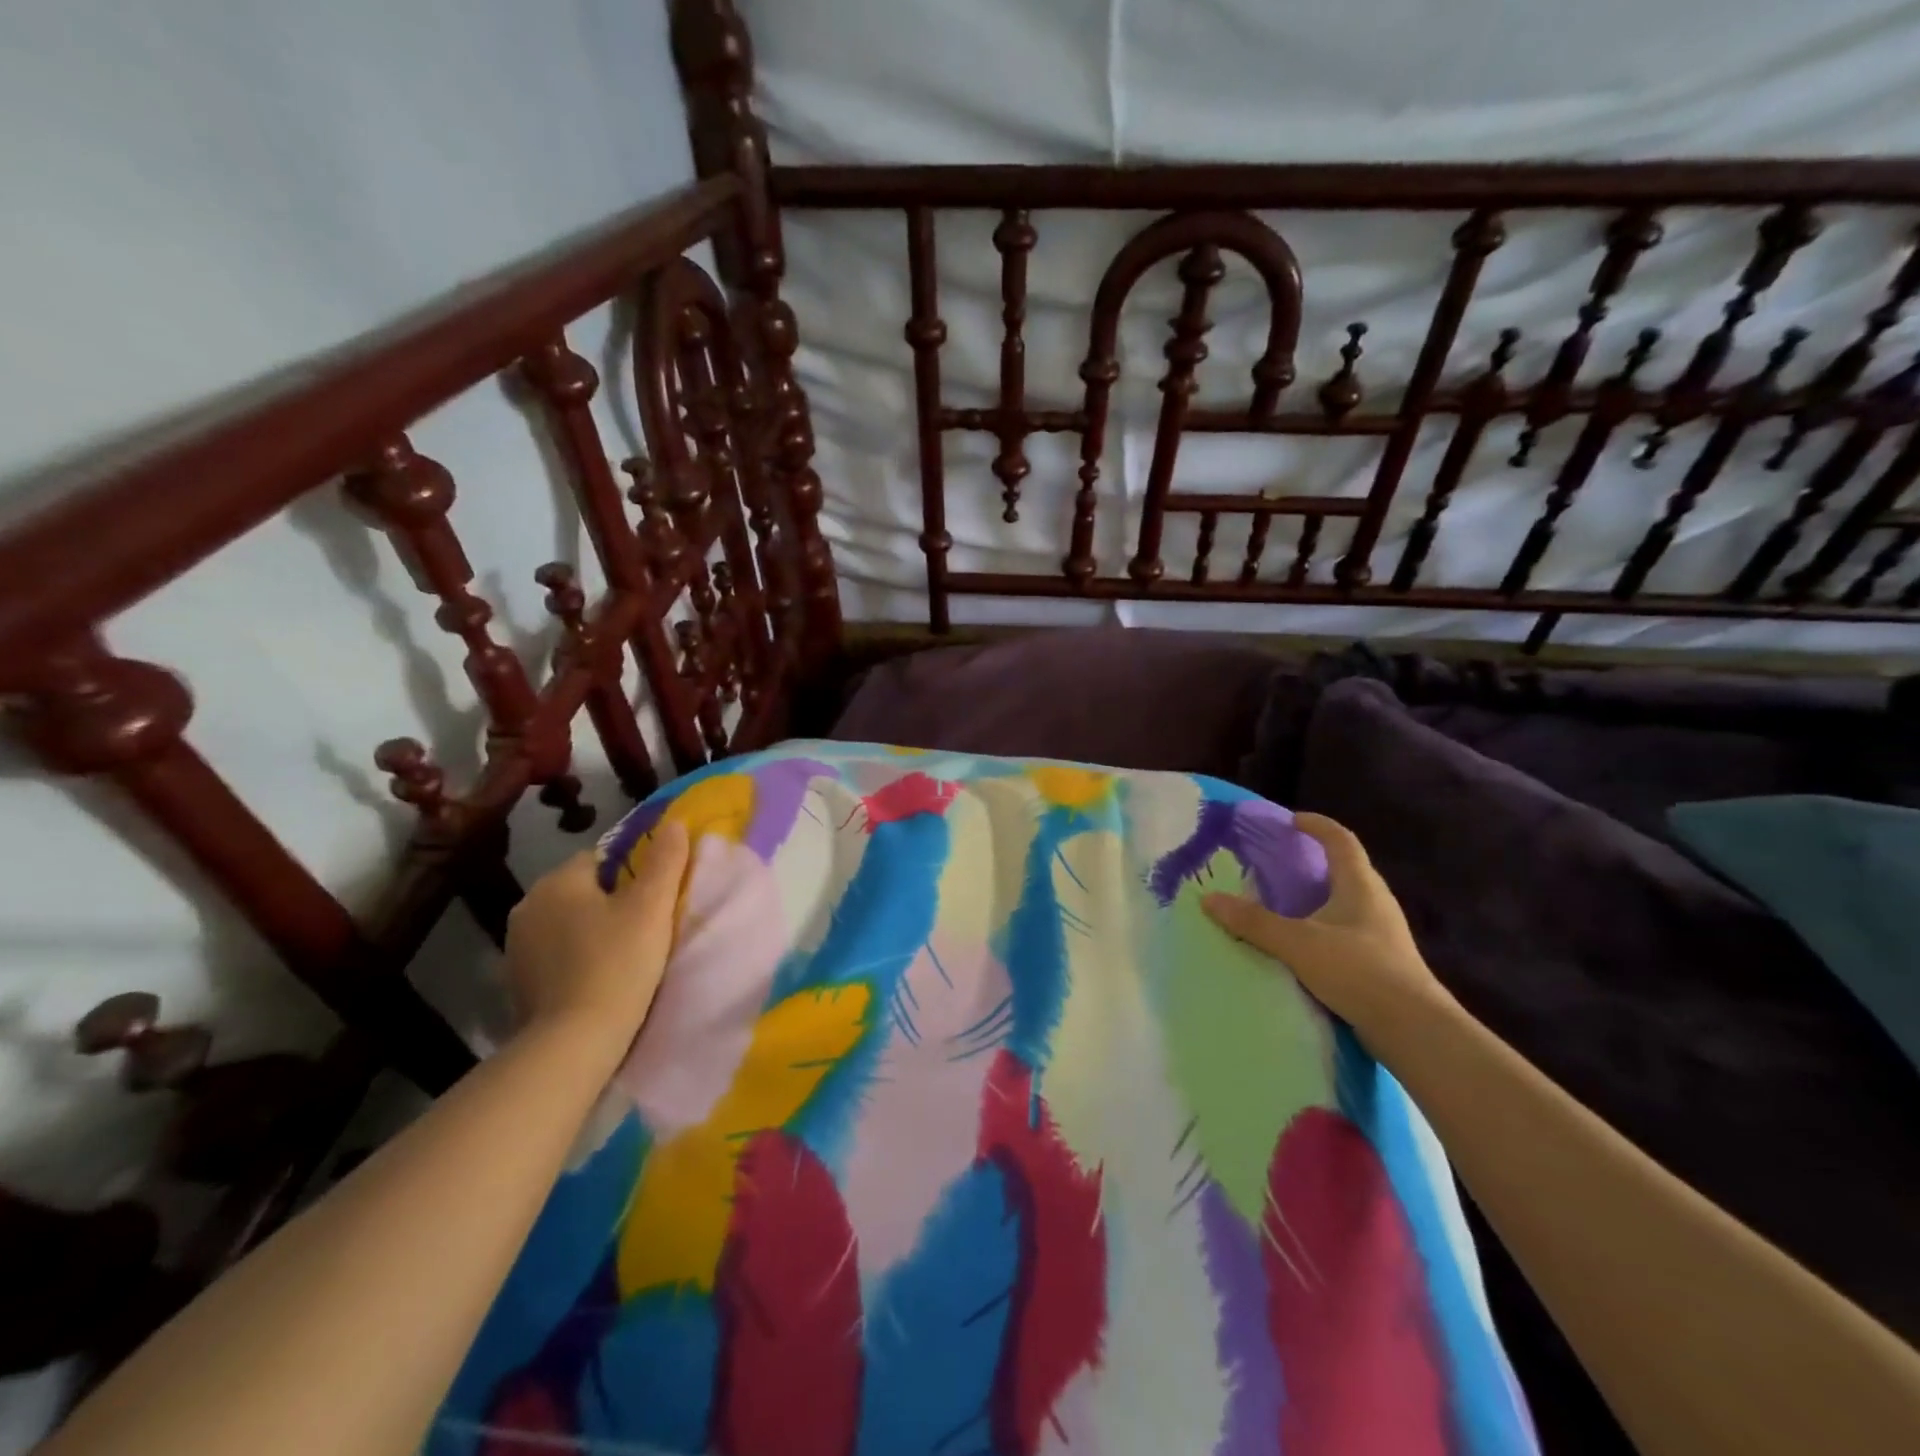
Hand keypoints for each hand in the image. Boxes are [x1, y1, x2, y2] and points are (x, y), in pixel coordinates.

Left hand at [504, 819, 690, 1050]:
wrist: (573, 1041)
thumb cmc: (617, 963)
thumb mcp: (652, 907)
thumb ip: (665, 860)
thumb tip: (674, 823)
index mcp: (558, 881)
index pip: (600, 858)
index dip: (631, 874)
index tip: (651, 900)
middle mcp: (528, 904)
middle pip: (581, 889)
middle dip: (608, 902)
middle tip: (642, 927)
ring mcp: (516, 945)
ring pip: (565, 921)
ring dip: (589, 930)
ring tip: (621, 954)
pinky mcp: (515, 980)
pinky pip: (553, 952)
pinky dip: (572, 958)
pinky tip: (595, 977)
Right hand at [1203, 812, 1450, 1042]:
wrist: (1413, 1030)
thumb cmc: (1358, 971)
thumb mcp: (1297, 943)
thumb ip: (1253, 922)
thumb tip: (1208, 899)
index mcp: (1361, 885)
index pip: (1341, 840)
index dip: (1317, 825)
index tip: (1291, 820)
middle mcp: (1376, 902)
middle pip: (1346, 869)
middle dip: (1314, 861)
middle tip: (1280, 862)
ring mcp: (1382, 934)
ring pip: (1346, 902)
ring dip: (1318, 896)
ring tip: (1285, 902)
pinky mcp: (1382, 962)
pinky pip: (1346, 930)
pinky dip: (1322, 926)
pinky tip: (1303, 943)